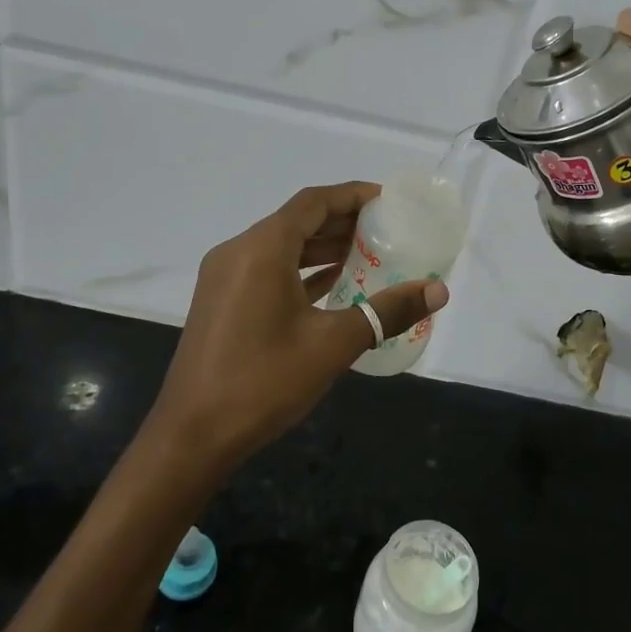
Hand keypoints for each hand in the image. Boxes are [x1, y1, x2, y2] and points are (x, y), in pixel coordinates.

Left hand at [146, 182, 448, 471]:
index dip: (352, 195)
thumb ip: (387, 311)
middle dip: (341, 221)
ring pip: (281, 245)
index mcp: (262, 249)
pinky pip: (267, 269)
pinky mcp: (221, 300)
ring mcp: (225, 276)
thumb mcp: (333, 344)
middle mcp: (239, 251)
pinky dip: (300, 269)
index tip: (388, 200)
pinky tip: (332, 283)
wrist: (191, 436)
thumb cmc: (263, 381)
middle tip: (386, 229)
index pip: (313, 202)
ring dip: (321, 246)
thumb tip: (438, 290)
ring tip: (367, 254)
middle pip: (297, 220)